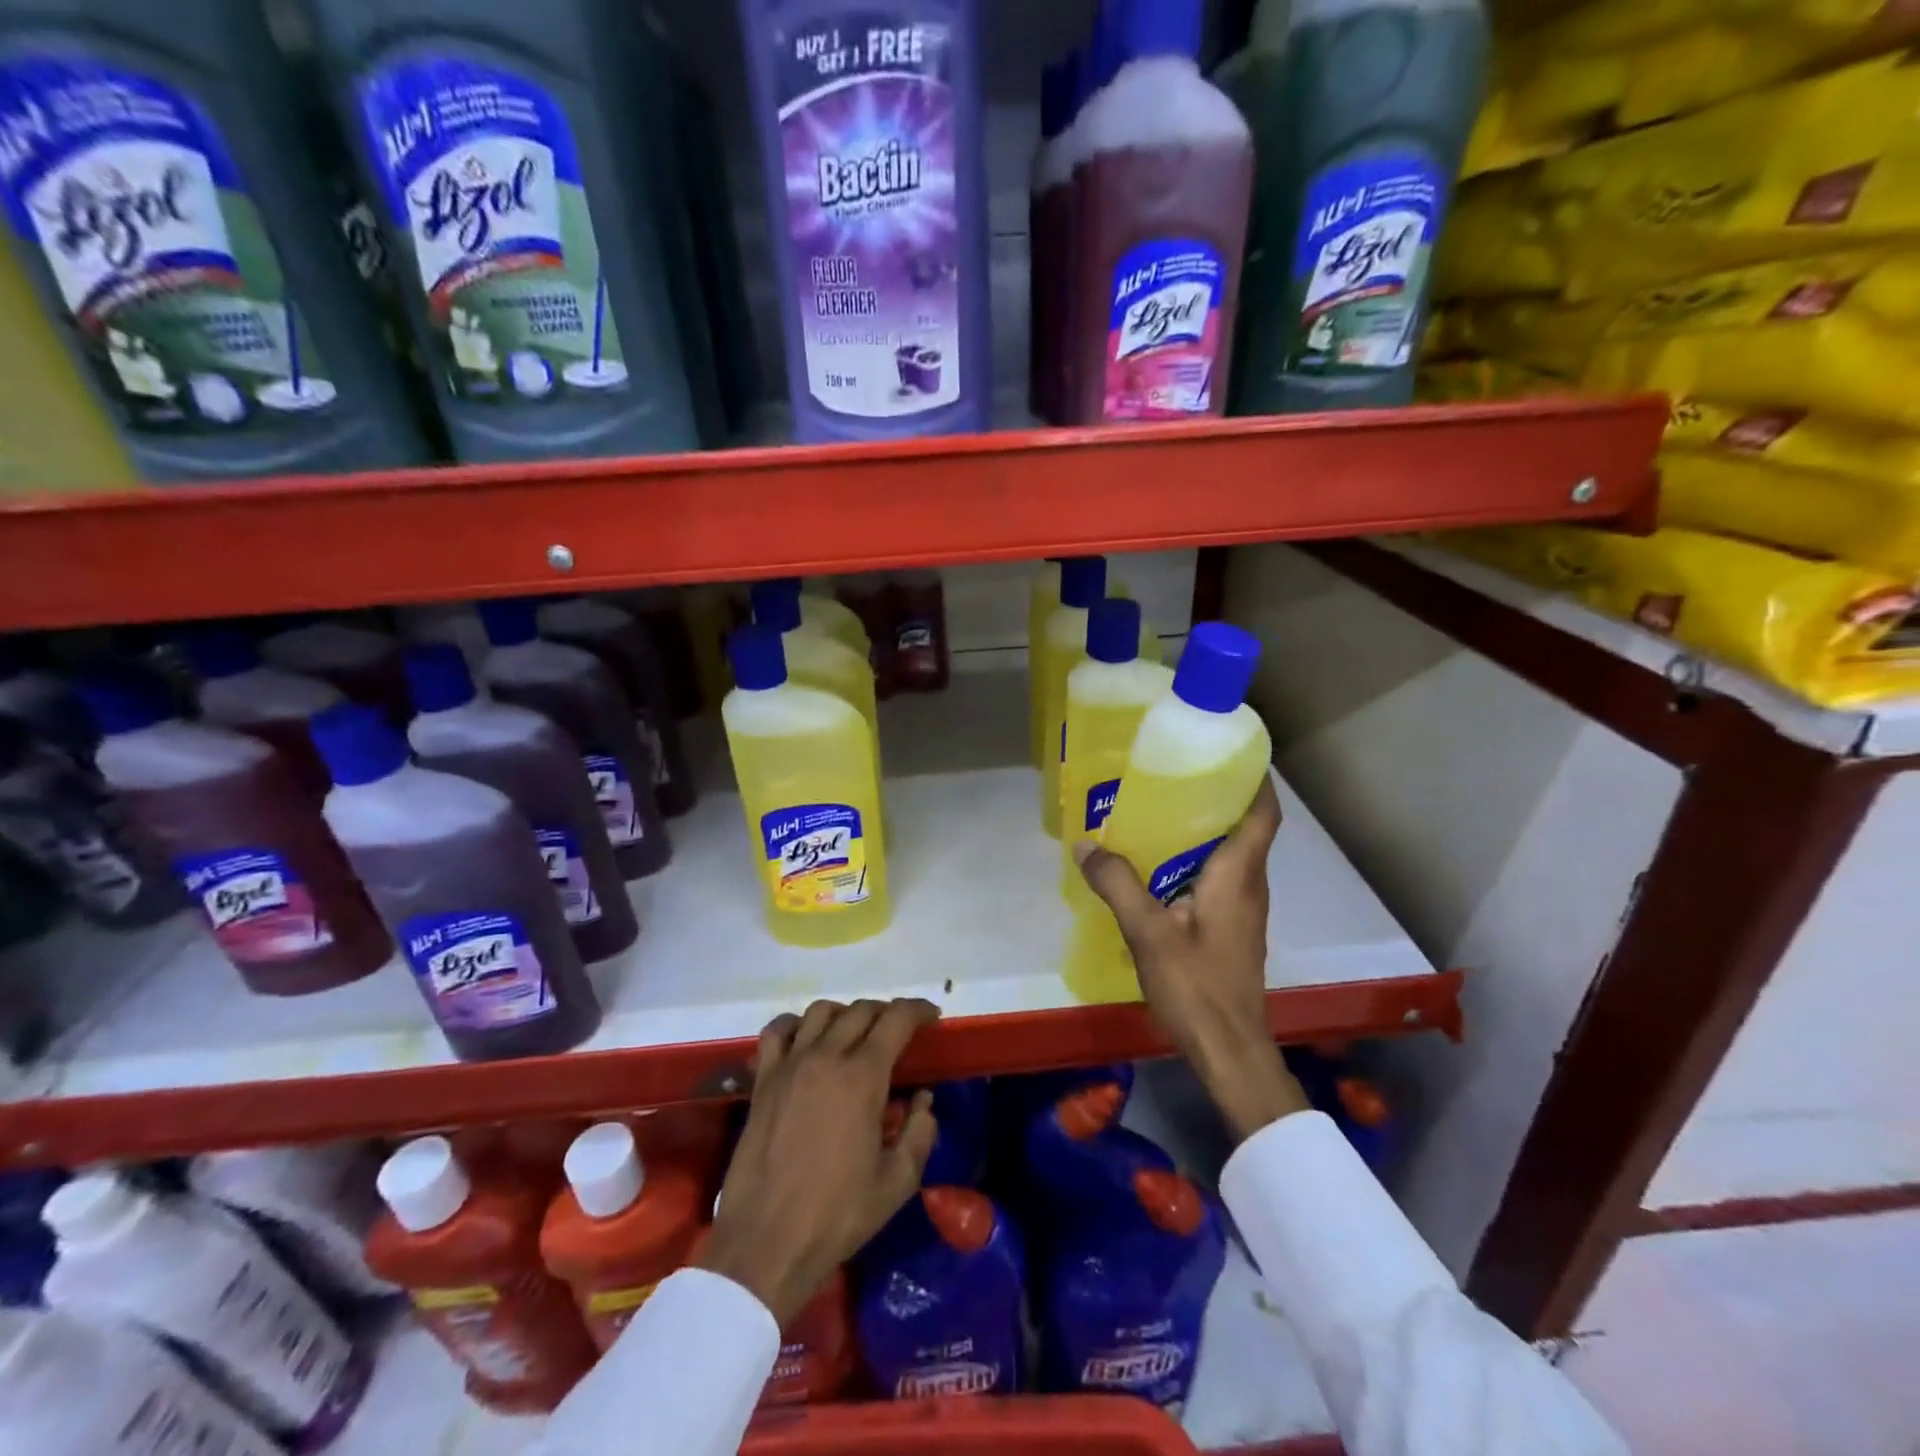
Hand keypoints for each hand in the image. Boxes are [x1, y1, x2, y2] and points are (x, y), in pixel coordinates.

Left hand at [699, 998, 939, 1324]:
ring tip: (855, 1033)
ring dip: (845, 1014)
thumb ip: (920, 1133)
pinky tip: (805, 1039)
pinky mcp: (762, 1081)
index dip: (918, 1010)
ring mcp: (789, 1066)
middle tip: (898, 1032)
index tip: (932, 1016)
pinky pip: (776, 1032)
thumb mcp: (897, 1183)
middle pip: (860, 1011)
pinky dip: (795, 1024)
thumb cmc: (837, 1216)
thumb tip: (923, 1100)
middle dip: (886, 1013)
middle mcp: (825, 1057)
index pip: (896, 1020)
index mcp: (862, 1077)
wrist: (766, 1245)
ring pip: (820, 1012)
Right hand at [1073, 776, 1308, 1140]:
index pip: (1262, 813)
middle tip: (1173, 773)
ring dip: (1203, 830)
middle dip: (1216, 796)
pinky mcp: (1231, 930)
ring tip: (1158, 810)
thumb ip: (1118, 884)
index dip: (1255, 778)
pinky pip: (1218, 879)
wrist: (1230, 1051)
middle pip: (1244, 828)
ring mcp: (1243, 910)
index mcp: (1238, 875)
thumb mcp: (1149, 933)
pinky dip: (1194, 860)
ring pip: (1229, 854)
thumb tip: (1086, 844)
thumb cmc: (1198, 987)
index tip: (1228, 751)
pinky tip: (1157, 867)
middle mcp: (1249, 885)